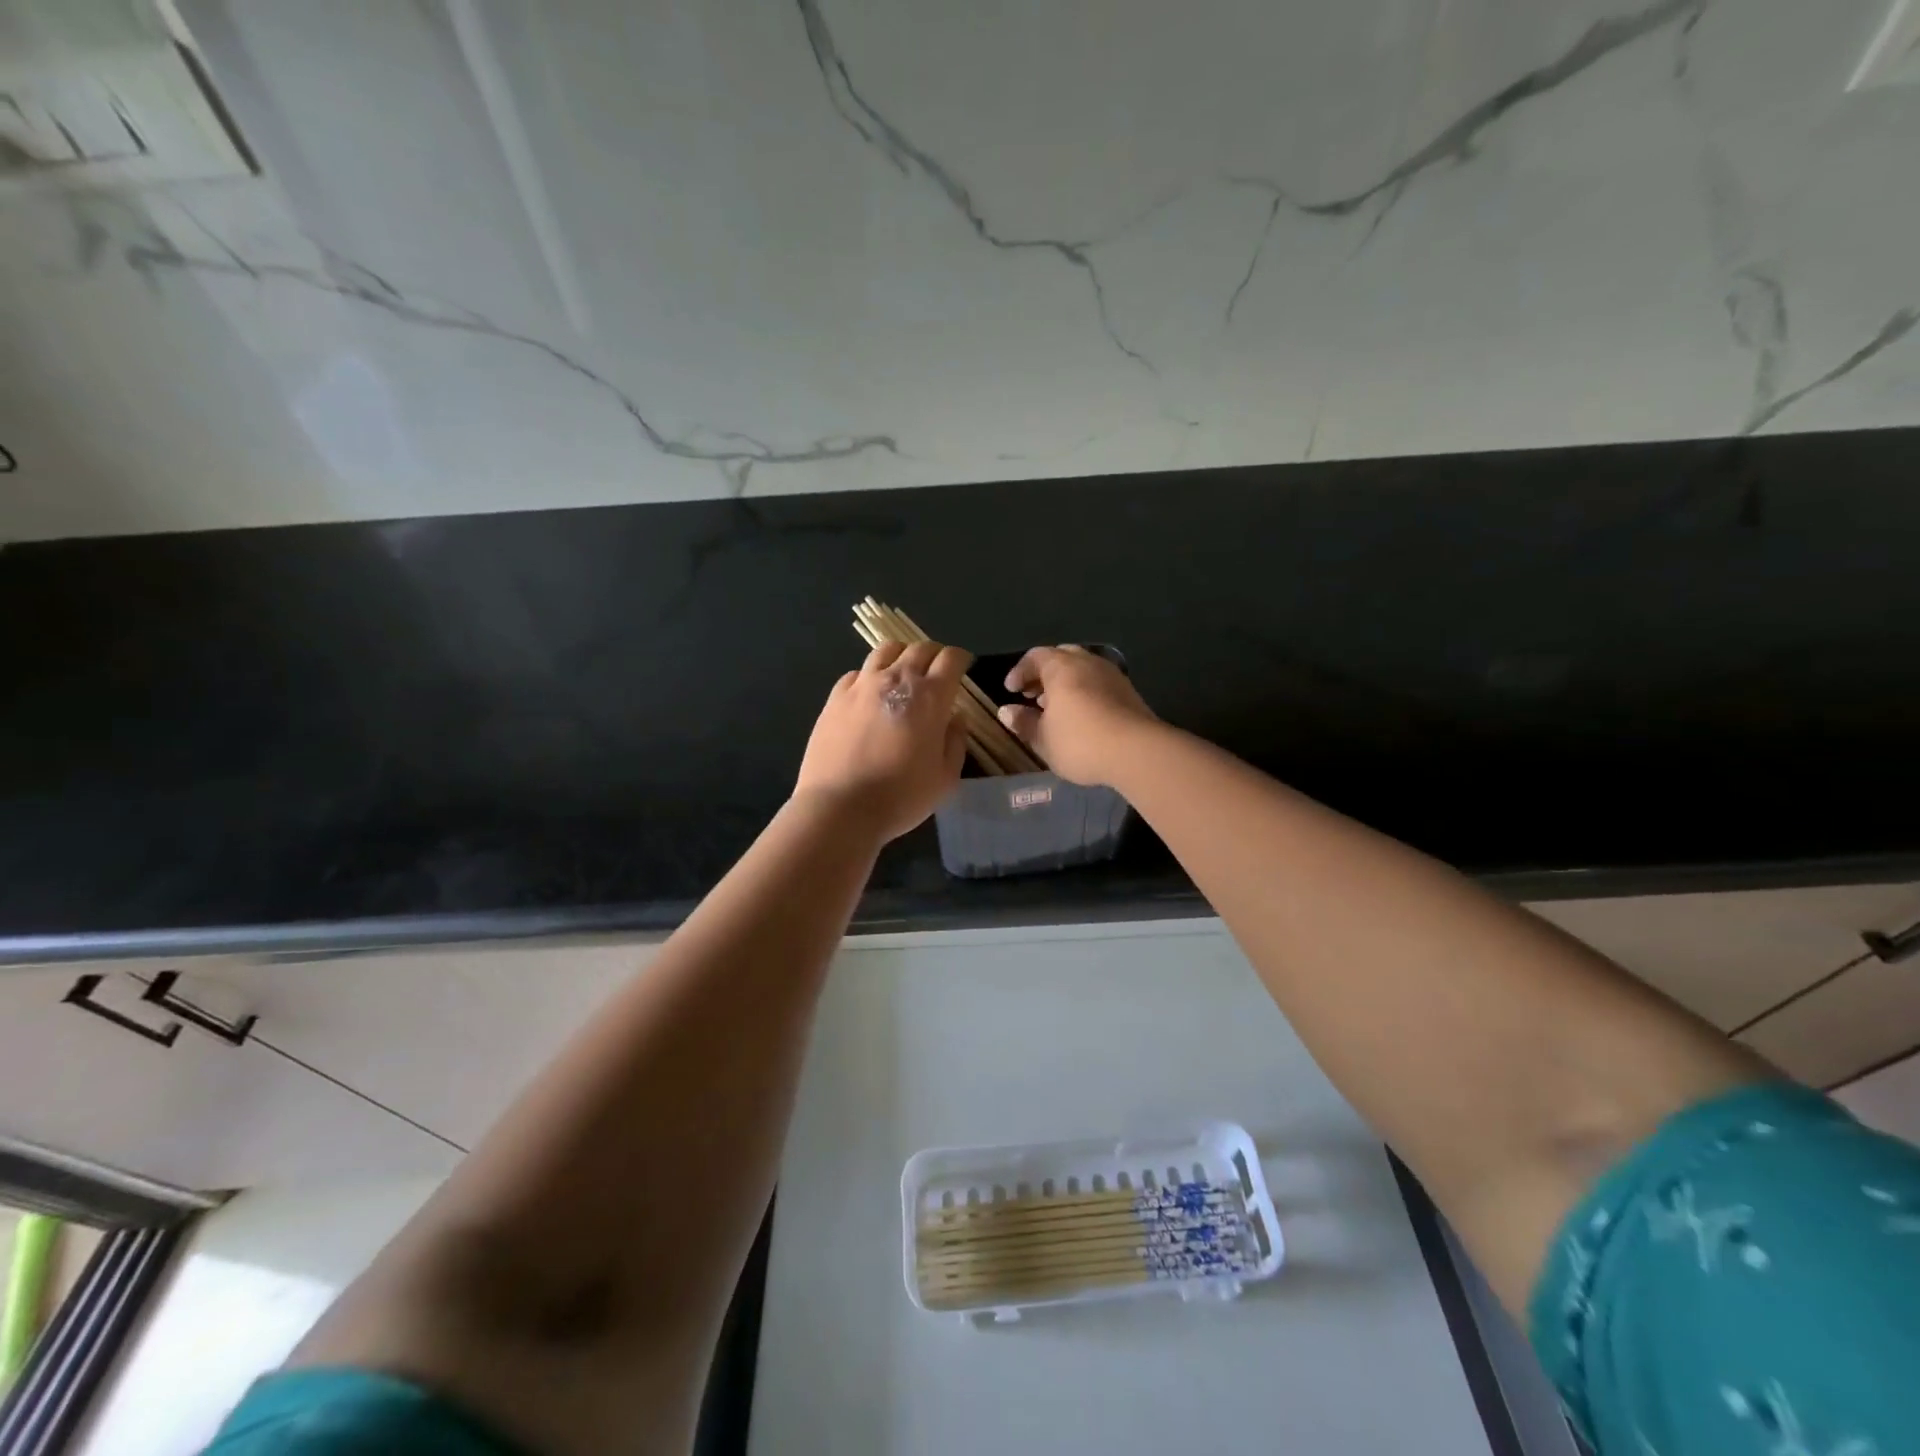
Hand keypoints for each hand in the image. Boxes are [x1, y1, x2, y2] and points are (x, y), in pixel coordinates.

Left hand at [794, 640, 969, 841]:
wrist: (840, 808)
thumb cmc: (901, 797)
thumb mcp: (945, 778)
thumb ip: (955, 742)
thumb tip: (955, 718)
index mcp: (930, 697)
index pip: (951, 658)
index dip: (961, 659)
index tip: (964, 667)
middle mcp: (896, 680)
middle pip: (920, 648)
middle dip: (935, 654)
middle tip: (938, 671)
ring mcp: (862, 685)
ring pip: (886, 650)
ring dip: (902, 656)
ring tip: (904, 672)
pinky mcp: (835, 697)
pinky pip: (857, 673)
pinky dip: (870, 676)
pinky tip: (870, 694)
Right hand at [998, 646, 1157, 785]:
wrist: (1137, 752)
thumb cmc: (1080, 742)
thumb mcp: (1043, 738)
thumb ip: (1024, 722)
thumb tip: (1006, 711)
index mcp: (1062, 667)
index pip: (1035, 656)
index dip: (1020, 671)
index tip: (1011, 691)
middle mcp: (1088, 663)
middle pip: (1061, 657)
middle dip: (1044, 673)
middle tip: (1033, 695)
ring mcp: (1112, 675)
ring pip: (1083, 669)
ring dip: (1066, 683)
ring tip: (1056, 708)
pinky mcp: (1129, 692)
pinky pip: (1099, 683)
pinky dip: (1084, 692)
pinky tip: (1082, 716)